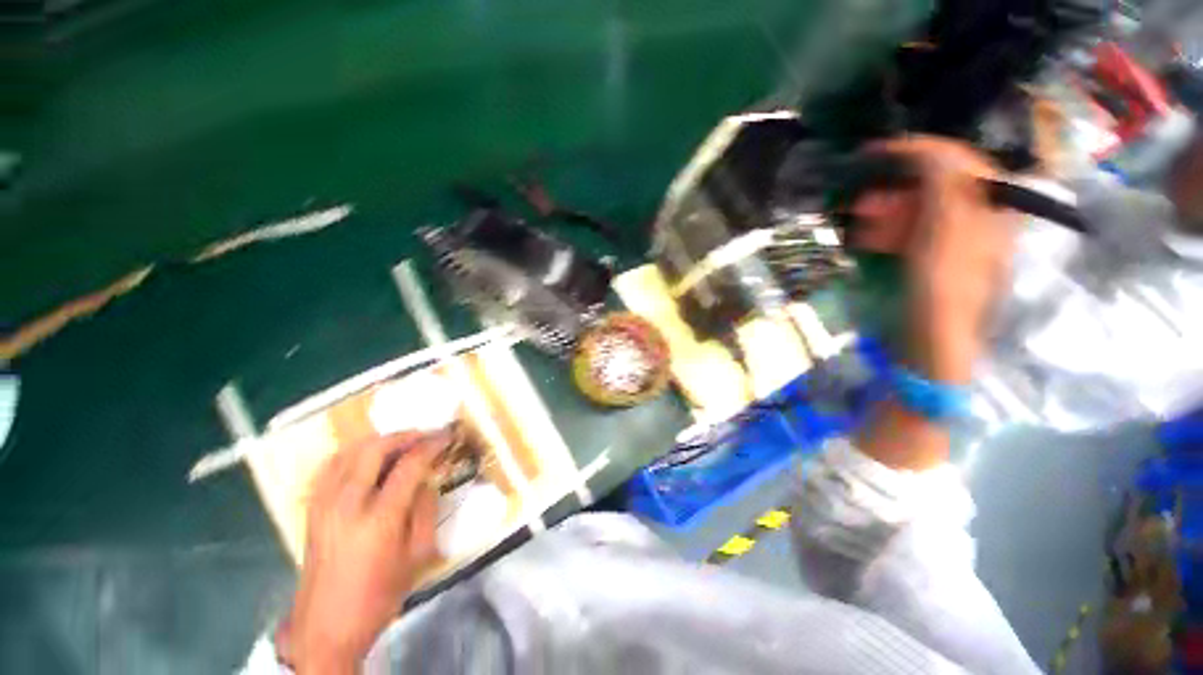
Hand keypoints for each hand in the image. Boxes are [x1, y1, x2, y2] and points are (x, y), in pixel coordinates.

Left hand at [277, 432, 446, 672]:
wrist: (326, 625)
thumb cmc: (379, 595)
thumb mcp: (417, 555)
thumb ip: (426, 509)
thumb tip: (428, 479)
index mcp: (379, 519)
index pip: (410, 465)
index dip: (432, 444)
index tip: (448, 435)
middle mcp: (347, 504)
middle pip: (375, 449)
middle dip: (405, 435)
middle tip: (426, 435)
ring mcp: (324, 504)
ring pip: (350, 451)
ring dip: (380, 440)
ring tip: (402, 443)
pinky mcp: (312, 508)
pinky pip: (332, 465)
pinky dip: (354, 452)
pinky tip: (369, 457)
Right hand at [852, 137, 1018, 383]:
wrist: (930, 345)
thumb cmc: (940, 294)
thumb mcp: (944, 238)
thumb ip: (943, 190)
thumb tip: (928, 150)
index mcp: (991, 211)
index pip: (961, 162)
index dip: (922, 150)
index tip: (879, 152)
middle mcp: (977, 220)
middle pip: (938, 185)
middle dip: (898, 186)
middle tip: (865, 194)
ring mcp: (953, 241)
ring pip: (918, 209)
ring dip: (888, 209)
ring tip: (860, 217)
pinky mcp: (930, 259)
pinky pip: (909, 232)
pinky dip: (887, 230)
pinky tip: (868, 238)